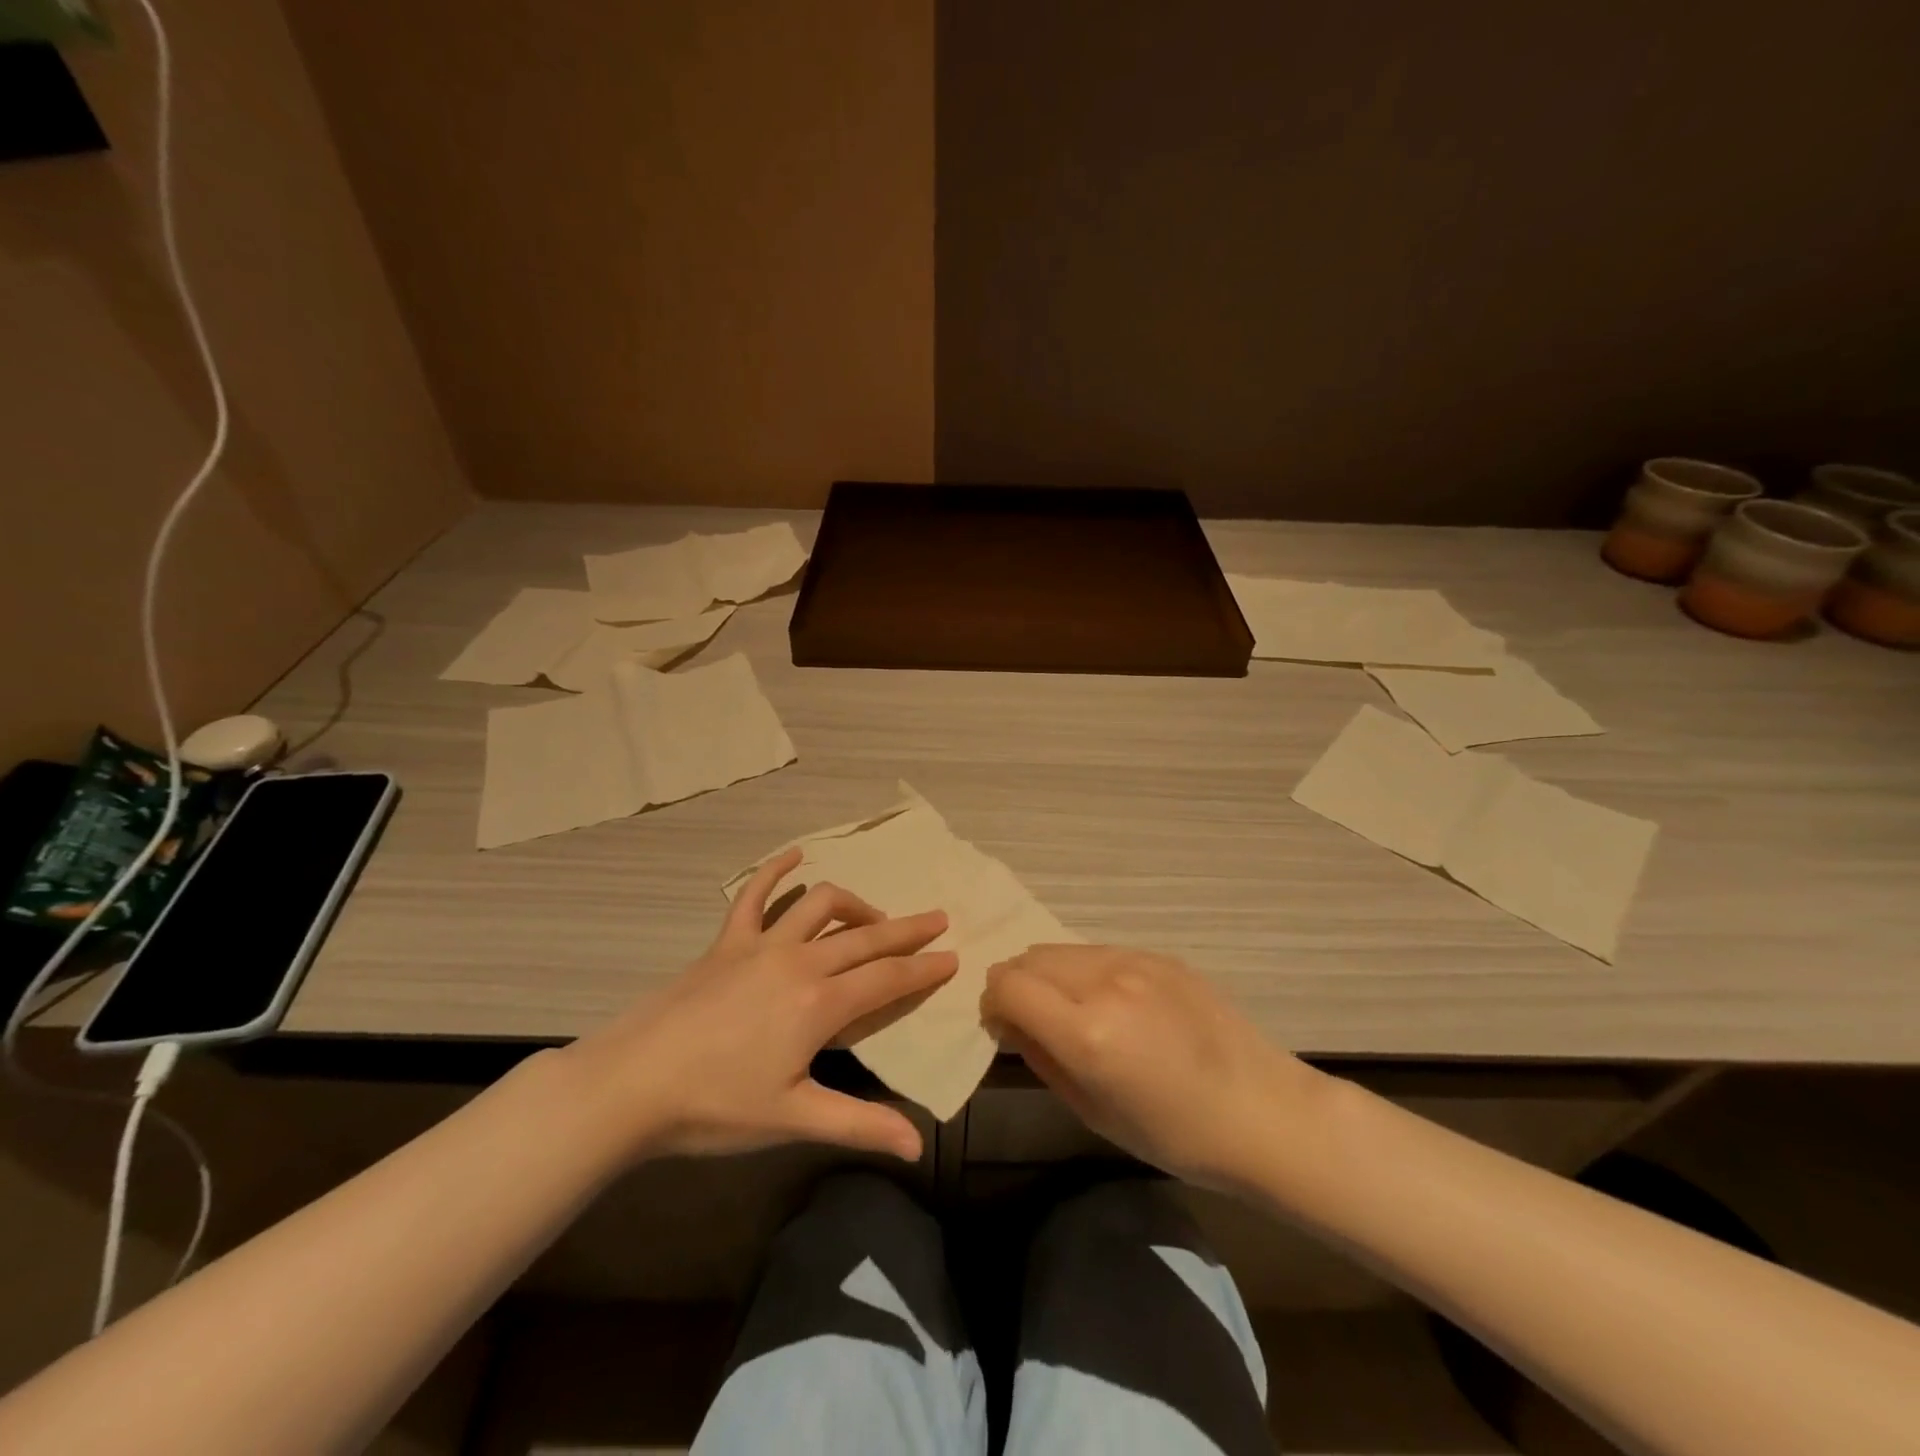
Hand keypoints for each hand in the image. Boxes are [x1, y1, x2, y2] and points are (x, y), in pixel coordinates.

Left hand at [562, 848, 956, 1164]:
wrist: (632, 1084)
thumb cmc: (716, 1106)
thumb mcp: (793, 1119)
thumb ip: (859, 1124)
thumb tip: (918, 1145)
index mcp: (821, 1004)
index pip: (888, 978)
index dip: (924, 968)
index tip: (952, 956)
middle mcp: (800, 962)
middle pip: (866, 936)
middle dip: (907, 929)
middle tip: (938, 920)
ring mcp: (761, 945)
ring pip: (822, 906)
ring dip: (856, 905)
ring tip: (874, 917)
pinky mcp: (727, 941)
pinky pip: (754, 894)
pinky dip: (776, 870)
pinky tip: (795, 855)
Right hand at [982, 944, 1323, 1190]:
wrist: (1263, 1110)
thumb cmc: (1175, 1134)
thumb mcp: (1093, 1112)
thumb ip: (1042, 1058)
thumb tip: (1009, 1023)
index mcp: (1087, 1031)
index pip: (1007, 985)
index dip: (993, 1004)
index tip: (1004, 1027)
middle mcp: (1106, 982)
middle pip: (1030, 957)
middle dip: (1018, 985)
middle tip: (1034, 1021)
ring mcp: (1136, 961)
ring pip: (1063, 949)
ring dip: (1051, 975)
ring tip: (1075, 1011)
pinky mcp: (1160, 955)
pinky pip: (1101, 952)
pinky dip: (1087, 972)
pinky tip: (1117, 1005)